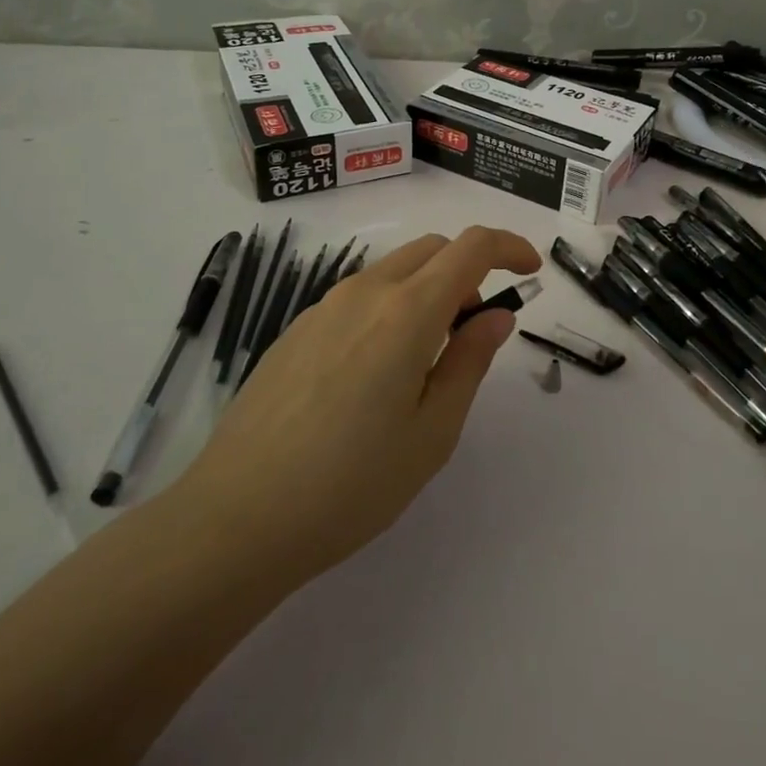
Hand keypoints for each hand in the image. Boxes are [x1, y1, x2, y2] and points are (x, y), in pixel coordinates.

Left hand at [179, 226, 542, 585]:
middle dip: (468, 271)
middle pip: (433, 249)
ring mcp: (324, 307)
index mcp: (407, 312)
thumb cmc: (350, 484)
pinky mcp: (296, 329)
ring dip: (428, 290)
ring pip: (394, 270)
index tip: (530, 272)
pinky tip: (374, 375)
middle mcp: (365, 292)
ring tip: (425, 361)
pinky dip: (390, 307)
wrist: (235, 518)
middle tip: (474, 330)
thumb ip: (470, 361)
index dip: (510, 247)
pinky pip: (359, 296)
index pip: (472, 247)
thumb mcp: (432, 432)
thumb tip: (496, 315)